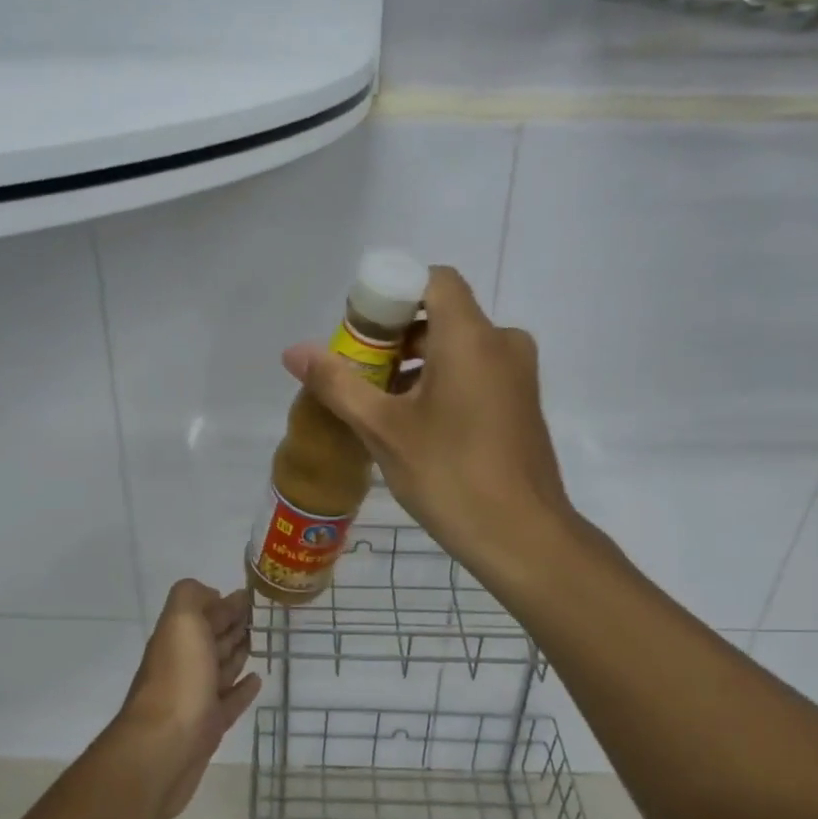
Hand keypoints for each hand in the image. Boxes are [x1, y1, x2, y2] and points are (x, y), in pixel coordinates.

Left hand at [112, 579, 261, 818]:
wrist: (163, 749)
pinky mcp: (208, 728)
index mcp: (178, 637)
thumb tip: (212, 595)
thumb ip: (192, 596)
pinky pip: (229, 702)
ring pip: (220, 668)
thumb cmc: (178, 679)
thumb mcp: (181, 621)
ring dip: (236, 653)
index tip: (250, 595)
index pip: (203, 611)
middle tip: (257, 617)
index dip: (224, 602)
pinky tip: (256, 680)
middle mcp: (184, 663)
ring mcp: (195, 697)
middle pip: (211, 638)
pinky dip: (242, 689)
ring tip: (257, 642)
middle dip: (231, 624)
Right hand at [281, 266, 575, 581]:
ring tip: (378, 403)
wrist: (524, 539)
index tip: (360, 329)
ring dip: (417, 363)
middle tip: (358, 371)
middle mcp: (502, 343)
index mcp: (471, 336)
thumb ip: (337, 383)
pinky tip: (413, 423)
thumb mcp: (382, 429)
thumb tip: (293, 351)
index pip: (433, 279)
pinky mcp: (521, 403)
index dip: (392, 292)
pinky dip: (443, 381)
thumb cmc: (450, 475)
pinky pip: (476, 370)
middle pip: (442, 314)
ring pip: (458, 346)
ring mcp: (518, 374)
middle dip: (395, 336)